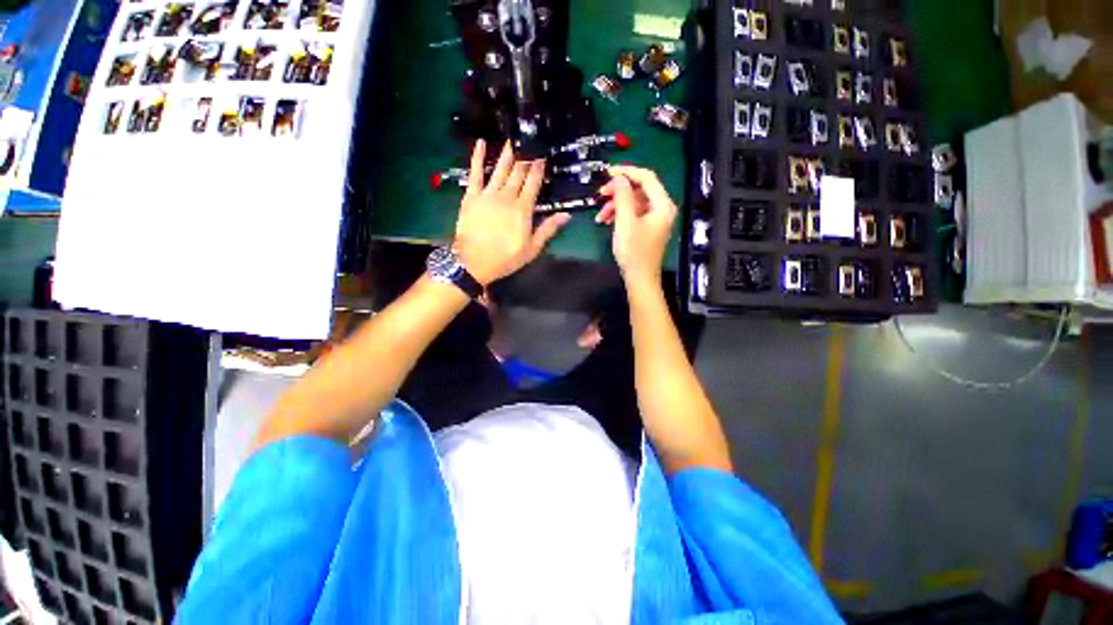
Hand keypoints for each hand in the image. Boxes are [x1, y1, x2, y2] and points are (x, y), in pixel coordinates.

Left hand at [453, 140, 570, 284]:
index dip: (538, 168)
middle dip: (525, 157)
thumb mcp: (532, 249)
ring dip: (507, 154)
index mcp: (523, 209)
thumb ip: (548, 229)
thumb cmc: (506, 258)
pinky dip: (477, 157)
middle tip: (530, 143)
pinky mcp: (472, 196)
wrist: (473, 263)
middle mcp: (507, 196)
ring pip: (500, 169)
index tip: (543, 156)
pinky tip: (481, 143)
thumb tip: (566, 215)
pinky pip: (475, 173)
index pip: (533, 183)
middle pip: (518, 172)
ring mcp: (488, 194)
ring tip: (512, 139)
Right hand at [596, 166, 676, 286]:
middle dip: (618, 192)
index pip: (647, 177)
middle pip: (639, 189)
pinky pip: (633, 213)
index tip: (608, 172)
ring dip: (615, 205)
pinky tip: (606, 221)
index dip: (627, 172)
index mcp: (662, 205)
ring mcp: (654, 218)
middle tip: (600, 194)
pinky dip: (619, 214)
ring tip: (600, 216)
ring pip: (633, 202)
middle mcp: (661, 208)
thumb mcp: (625, 222)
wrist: (639, 278)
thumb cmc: (634, 252)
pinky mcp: (647, 227)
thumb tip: (619, 177)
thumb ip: (622, 197)